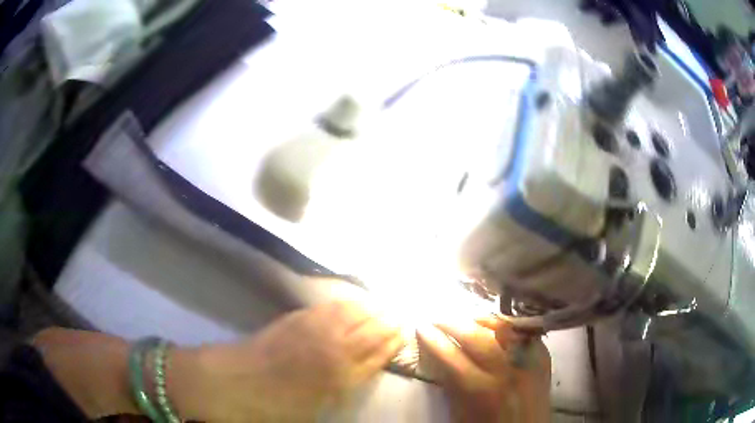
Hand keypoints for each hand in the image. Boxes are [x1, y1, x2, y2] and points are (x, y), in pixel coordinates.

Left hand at [171, 301, 402, 421]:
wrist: (233, 383)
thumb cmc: (276, 406)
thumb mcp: (317, 408)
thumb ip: (344, 386)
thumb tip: (364, 369)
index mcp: (342, 375)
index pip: (379, 352)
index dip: (394, 342)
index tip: (405, 332)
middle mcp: (334, 347)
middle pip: (371, 328)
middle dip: (388, 322)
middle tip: (399, 316)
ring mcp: (314, 329)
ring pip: (353, 312)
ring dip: (371, 308)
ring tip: (382, 305)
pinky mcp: (296, 317)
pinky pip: (330, 306)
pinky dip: (347, 303)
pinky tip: (352, 302)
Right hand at [417, 317, 550, 422]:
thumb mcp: (461, 413)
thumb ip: (451, 385)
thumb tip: (438, 358)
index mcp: (482, 390)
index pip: (452, 357)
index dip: (434, 339)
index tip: (421, 327)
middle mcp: (507, 371)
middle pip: (478, 337)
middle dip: (454, 323)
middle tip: (439, 318)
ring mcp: (529, 361)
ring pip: (504, 328)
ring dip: (481, 320)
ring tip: (466, 318)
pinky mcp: (543, 358)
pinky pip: (524, 333)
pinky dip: (507, 327)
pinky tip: (496, 326)